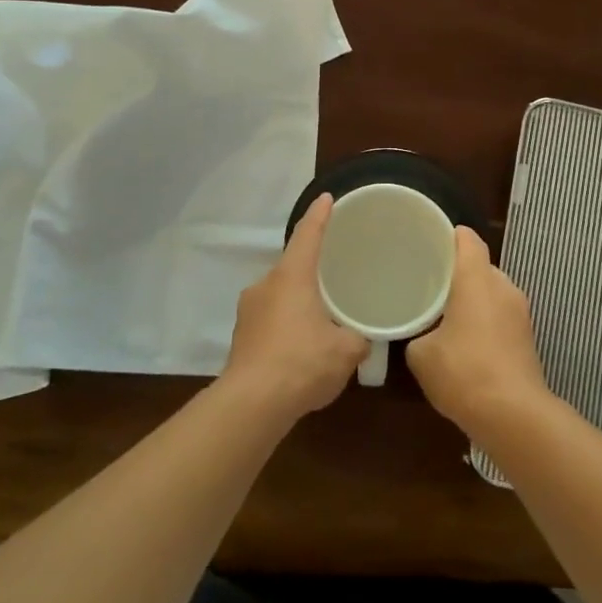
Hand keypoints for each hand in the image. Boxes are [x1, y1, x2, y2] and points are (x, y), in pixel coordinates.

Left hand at [221, 194, 367, 423]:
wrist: (252, 404)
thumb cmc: (303, 363)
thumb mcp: (346, 351)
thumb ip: (358, 338)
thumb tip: (361, 339)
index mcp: (292, 277)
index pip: (307, 235)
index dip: (320, 216)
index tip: (327, 198)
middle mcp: (265, 285)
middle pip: (292, 267)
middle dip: (312, 272)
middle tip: (334, 277)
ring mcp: (248, 311)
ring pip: (280, 296)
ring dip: (298, 303)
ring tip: (321, 321)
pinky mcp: (241, 338)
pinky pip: (270, 321)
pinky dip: (286, 327)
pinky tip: (301, 350)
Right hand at [407, 227, 550, 435]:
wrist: (513, 415)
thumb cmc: (463, 372)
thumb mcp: (421, 354)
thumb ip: (416, 334)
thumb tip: (420, 335)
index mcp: (477, 280)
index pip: (468, 240)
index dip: (449, 236)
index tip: (428, 243)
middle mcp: (503, 288)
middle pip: (480, 266)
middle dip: (457, 272)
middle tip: (428, 282)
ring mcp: (520, 313)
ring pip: (492, 292)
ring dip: (472, 298)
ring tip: (444, 313)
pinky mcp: (527, 338)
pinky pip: (500, 316)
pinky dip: (484, 320)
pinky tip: (464, 341)